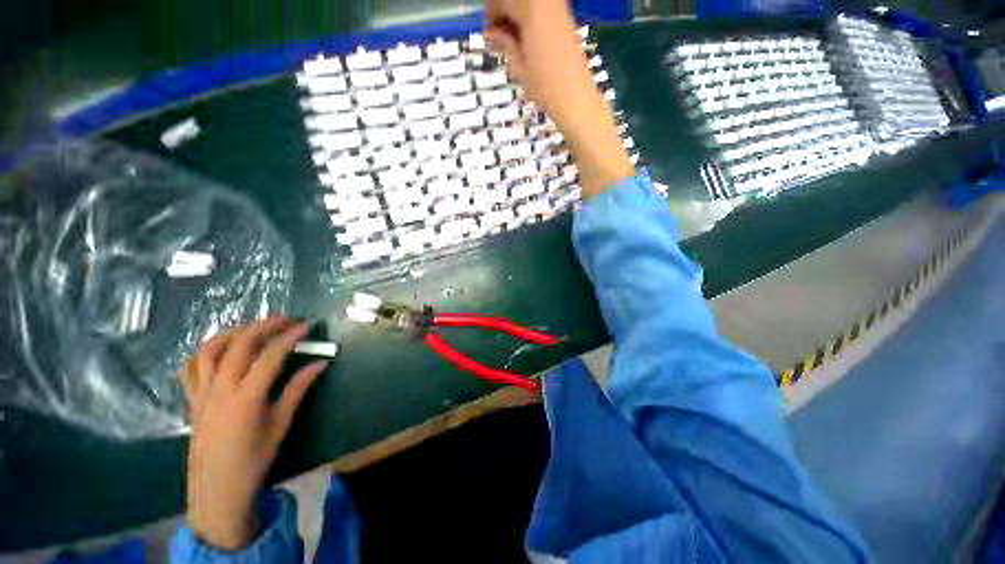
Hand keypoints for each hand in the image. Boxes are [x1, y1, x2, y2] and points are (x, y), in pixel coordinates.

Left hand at [180, 317, 327, 549]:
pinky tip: (220, 349)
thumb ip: (299, 389)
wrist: (217, 491)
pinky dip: (205, 352)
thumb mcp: (281, 424)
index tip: (307, 326)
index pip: (270, 356)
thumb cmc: (254, 460)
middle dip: (263, 326)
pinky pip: (191, 368)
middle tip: (285, 319)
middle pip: (239, 345)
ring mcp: (202, 394)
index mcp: (246, 398)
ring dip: (233, 332)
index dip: (290, 337)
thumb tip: (321, 363)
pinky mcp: (192, 400)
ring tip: (253, 328)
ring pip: (210, 351)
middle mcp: (220, 390)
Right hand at [484, 0, 633, 196]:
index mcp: (531, 7)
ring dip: (516, 18)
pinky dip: (529, 22)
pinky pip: (542, 10)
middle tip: (497, 40)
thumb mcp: (518, 66)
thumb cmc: (545, 87)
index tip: (487, 34)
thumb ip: (504, 43)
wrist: (576, 99)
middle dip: (502, 13)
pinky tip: (526, 44)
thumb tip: (490, 34)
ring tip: (511, 45)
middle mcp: (546, 1)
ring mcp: (558, 9)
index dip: (489, 13)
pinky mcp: (566, 20)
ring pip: (528, 3)